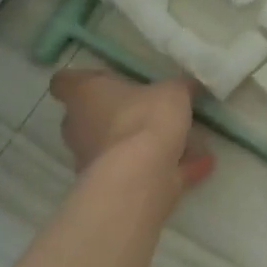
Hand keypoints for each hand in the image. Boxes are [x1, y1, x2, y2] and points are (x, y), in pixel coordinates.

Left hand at [48, 69, 213, 192]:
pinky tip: (201, 165)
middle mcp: (79, 127)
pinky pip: (142, 172)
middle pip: (91, 117)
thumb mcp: (172, 93)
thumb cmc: (145, 120)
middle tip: (150, 112)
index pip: (65, 82)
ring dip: (144, 146)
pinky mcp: (112, 186)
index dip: (85, 80)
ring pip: (117, 147)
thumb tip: (186, 84)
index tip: (106, 80)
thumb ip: (178, 87)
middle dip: (118, 116)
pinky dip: (168, 169)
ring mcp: (92, 160)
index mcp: (84, 95)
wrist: (140, 177)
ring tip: (186, 143)